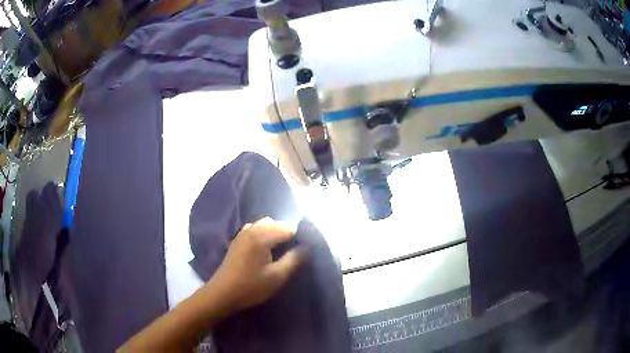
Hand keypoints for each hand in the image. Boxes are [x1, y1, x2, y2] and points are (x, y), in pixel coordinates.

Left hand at [208, 217, 305, 313]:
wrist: (222, 293)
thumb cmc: (251, 287)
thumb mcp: (277, 277)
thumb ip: (294, 260)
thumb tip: (306, 248)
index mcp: (262, 236)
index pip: (288, 228)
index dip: (299, 238)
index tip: (303, 251)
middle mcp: (252, 229)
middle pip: (277, 223)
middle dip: (288, 234)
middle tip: (294, 253)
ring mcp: (243, 233)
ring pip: (266, 224)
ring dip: (276, 233)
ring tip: (281, 251)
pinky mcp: (238, 239)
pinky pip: (256, 228)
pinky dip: (264, 233)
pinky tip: (266, 249)